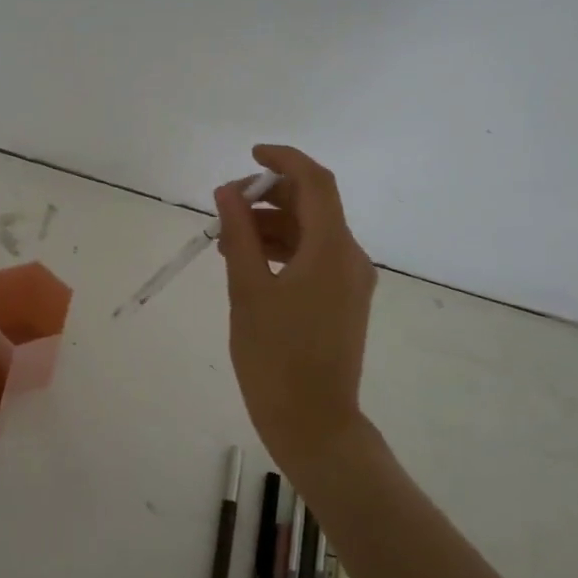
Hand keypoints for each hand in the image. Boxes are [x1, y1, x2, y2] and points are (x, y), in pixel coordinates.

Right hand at [214, 146, 376, 472]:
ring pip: (312, 232)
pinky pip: (314, 257)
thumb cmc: (274, 358)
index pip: (315, 182)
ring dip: (273, 223)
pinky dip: (283, 249)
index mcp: (332, 250)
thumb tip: (227, 192)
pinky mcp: (344, 300)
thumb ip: (238, 234)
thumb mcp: (247, 291)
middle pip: (314, 205)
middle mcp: (350, 257)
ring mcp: (351, 281)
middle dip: (270, 195)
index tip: (250, 155)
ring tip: (227, 238)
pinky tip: (250, 260)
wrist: (314, 423)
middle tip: (226, 205)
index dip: (284, 159)